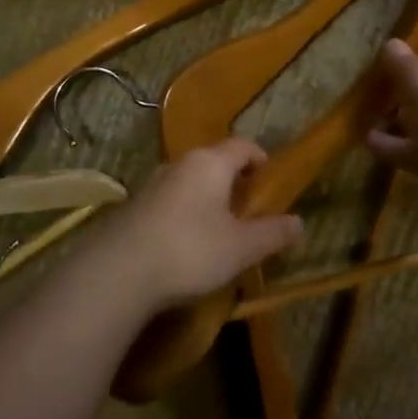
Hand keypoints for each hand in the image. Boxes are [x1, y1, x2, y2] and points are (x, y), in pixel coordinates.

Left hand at [87, 140, 302, 314]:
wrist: (117, 272)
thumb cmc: (190, 251)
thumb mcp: (241, 248)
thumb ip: (273, 233)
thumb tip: (300, 223)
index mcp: (210, 163)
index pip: (242, 146)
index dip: (260, 159)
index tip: (270, 180)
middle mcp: (179, 164)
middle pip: (213, 161)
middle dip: (233, 180)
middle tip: (249, 207)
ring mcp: (151, 184)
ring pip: (189, 181)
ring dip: (206, 197)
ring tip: (219, 227)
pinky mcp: (132, 208)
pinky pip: (169, 201)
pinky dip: (184, 213)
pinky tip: (185, 243)